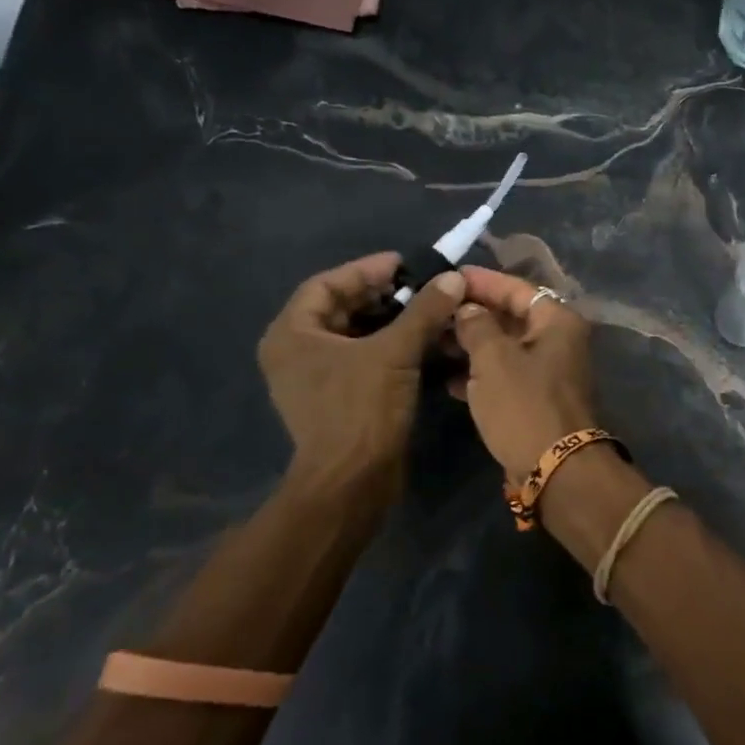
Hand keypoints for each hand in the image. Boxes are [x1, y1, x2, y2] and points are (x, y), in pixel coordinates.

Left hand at [257, 254, 464, 494]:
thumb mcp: (394, 353)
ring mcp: (314, 379)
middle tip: (421, 288)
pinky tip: (420, 344)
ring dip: (389, 322)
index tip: (404, 264)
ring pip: (353, 336)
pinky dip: (388, 348)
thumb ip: (422, 312)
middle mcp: (295, 352)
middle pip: (339, 309)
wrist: (352, 481)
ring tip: (427, 312)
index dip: (366, 270)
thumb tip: (452, 278)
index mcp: (292, 334)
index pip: (326, 285)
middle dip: (381, 296)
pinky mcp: (335, 399)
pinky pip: (360, 360)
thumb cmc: (362, 410)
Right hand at [451, 267, 597, 480]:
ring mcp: (550, 372)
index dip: (482, 281)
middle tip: (433, 310)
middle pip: (511, 318)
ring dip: (472, 346)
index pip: (517, 288)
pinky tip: (449, 380)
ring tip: (433, 342)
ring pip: (506, 349)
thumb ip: (477, 325)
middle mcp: (559, 341)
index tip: (449, 277)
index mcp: (557, 322)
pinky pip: (506, 377)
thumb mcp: (493, 359)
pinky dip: (481, 375)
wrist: (555, 468)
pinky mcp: (538, 400)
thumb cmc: (524, 404)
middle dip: (473, 315)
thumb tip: (469, 308)